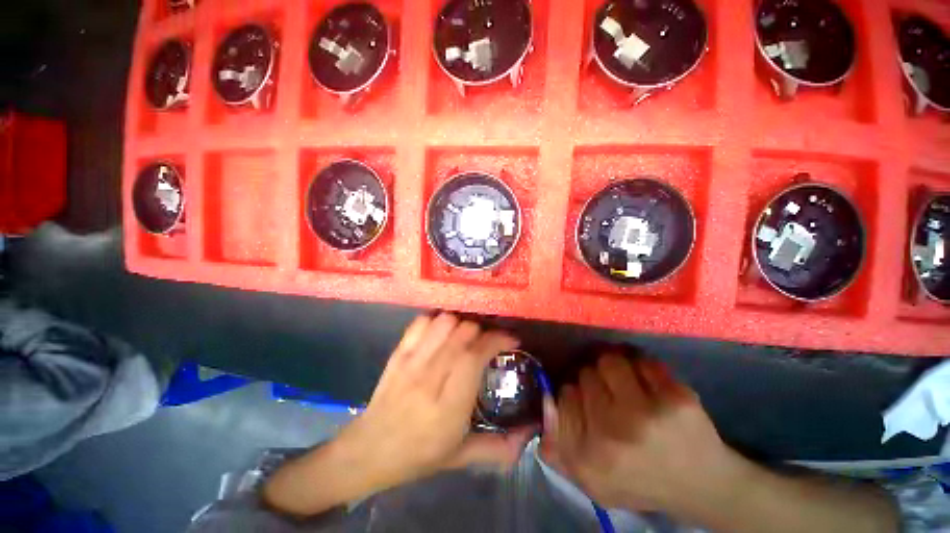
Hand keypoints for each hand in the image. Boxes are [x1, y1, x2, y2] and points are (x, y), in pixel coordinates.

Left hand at [331, 313, 531, 486]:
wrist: (369, 450)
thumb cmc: (418, 455)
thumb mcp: (460, 457)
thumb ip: (497, 448)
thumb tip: (529, 437)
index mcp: (447, 407)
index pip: (473, 357)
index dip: (495, 340)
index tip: (511, 339)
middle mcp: (429, 378)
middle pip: (461, 333)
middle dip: (483, 331)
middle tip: (489, 341)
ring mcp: (410, 362)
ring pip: (443, 322)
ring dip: (462, 323)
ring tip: (467, 336)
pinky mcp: (398, 353)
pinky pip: (421, 322)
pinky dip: (438, 320)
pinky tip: (444, 332)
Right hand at [541, 354, 740, 512]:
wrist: (703, 485)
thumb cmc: (638, 480)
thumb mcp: (590, 480)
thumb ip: (557, 448)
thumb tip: (544, 402)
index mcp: (588, 456)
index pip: (563, 396)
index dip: (573, 394)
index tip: (585, 402)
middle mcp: (613, 433)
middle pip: (584, 375)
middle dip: (593, 381)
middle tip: (608, 395)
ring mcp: (647, 414)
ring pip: (608, 361)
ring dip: (613, 368)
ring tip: (624, 383)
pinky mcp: (676, 397)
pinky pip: (642, 361)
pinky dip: (642, 368)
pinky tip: (648, 384)